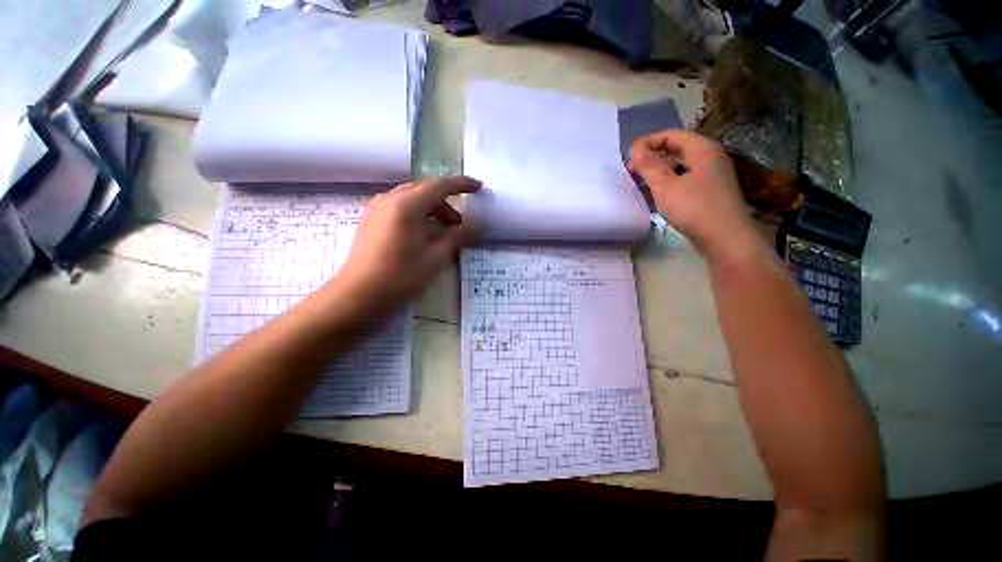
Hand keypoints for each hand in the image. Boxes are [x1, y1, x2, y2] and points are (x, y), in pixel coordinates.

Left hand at [335, 177, 480, 307]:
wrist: (358, 293)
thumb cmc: (399, 276)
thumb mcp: (434, 258)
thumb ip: (456, 237)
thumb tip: (473, 225)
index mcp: (406, 205)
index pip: (439, 185)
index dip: (461, 185)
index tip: (478, 187)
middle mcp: (389, 198)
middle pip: (425, 190)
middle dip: (446, 202)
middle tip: (459, 224)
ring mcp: (377, 207)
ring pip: (412, 197)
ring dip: (432, 209)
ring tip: (442, 233)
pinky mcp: (371, 218)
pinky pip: (400, 206)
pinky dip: (417, 214)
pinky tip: (423, 234)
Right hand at [629, 130, 759, 259]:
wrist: (726, 237)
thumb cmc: (694, 208)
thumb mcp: (665, 186)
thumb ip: (649, 166)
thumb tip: (635, 148)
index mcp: (702, 149)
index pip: (672, 135)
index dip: (649, 141)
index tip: (629, 154)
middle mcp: (710, 157)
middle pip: (678, 148)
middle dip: (653, 156)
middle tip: (633, 168)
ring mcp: (713, 174)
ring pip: (682, 164)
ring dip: (661, 170)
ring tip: (642, 181)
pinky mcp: (712, 191)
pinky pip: (687, 178)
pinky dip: (670, 180)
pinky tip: (658, 193)